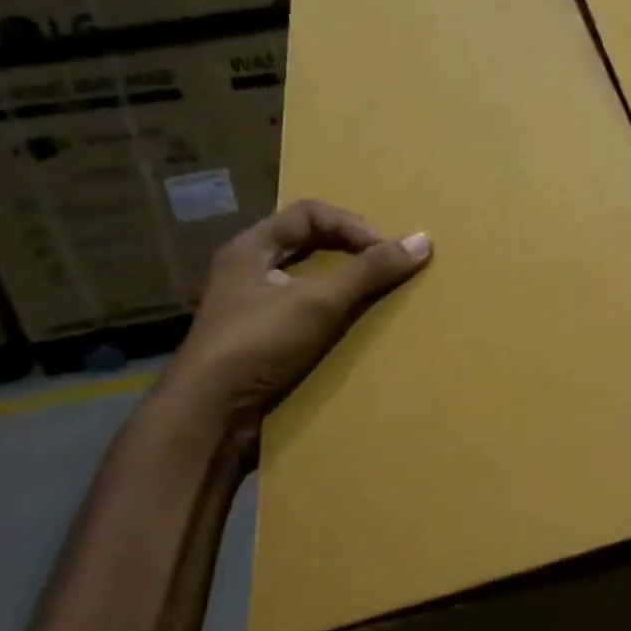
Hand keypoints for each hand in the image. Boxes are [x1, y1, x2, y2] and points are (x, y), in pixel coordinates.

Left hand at [159, 200, 430, 447]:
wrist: (208, 416)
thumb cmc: (258, 344)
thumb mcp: (318, 303)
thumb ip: (369, 271)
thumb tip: (423, 240)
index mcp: (250, 248)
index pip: (310, 214)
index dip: (351, 225)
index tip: (384, 251)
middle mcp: (247, 272)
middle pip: (308, 244)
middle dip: (349, 252)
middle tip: (383, 268)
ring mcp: (250, 309)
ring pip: (306, 281)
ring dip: (342, 286)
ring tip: (374, 297)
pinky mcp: (259, 342)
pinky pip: (303, 314)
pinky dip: (330, 315)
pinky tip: (350, 331)